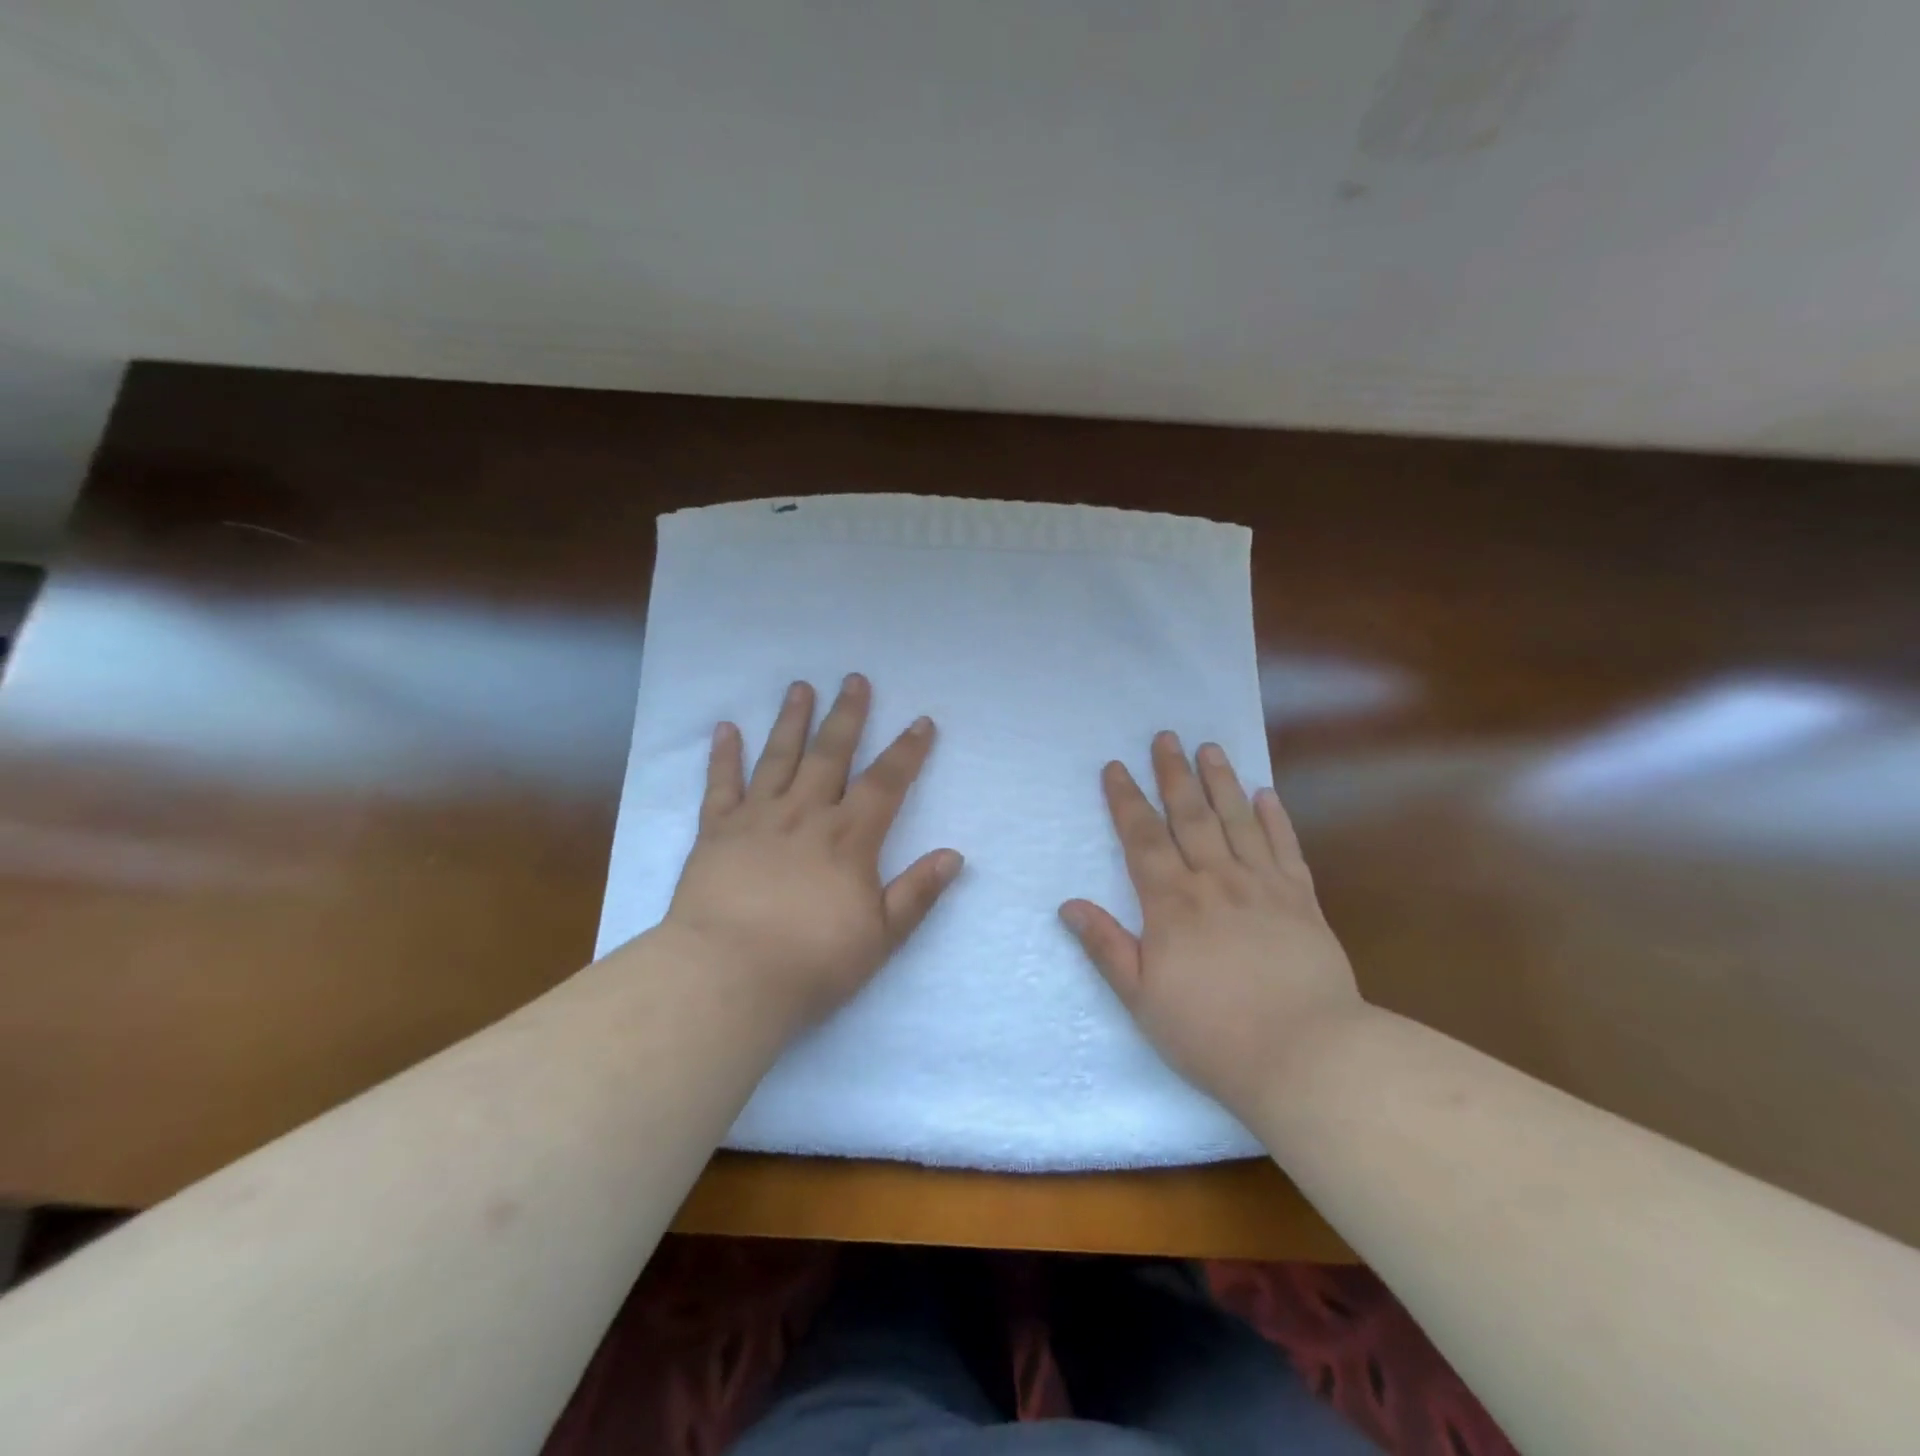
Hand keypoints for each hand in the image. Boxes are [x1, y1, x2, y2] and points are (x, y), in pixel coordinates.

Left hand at [663, 674, 962, 1033]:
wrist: (728, 977)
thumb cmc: (811, 962)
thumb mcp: (881, 936)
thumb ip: (917, 892)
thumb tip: (954, 855)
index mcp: (848, 838)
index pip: (886, 782)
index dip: (907, 751)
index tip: (921, 722)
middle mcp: (805, 814)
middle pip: (831, 754)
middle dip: (847, 715)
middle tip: (854, 679)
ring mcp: (757, 818)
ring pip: (778, 757)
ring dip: (791, 720)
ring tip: (800, 687)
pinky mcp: (716, 832)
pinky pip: (721, 785)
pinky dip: (724, 755)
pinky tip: (726, 728)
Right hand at [1060, 733, 1365, 1120]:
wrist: (1307, 1056)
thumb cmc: (1212, 1033)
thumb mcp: (1142, 999)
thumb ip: (1106, 947)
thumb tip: (1069, 904)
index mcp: (1172, 904)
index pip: (1142, 838)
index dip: (1126, 800)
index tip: (1115, 767)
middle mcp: (1216, 881)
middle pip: (1190, 816)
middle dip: (1173, 774)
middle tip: (1165, 737)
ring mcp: (1263, 887)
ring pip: (1237, 821)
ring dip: (1221, 781)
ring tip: (1209, 748)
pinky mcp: (1303, 902)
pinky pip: (1285, 848)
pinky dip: (1275, 818)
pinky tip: (1266, 794)